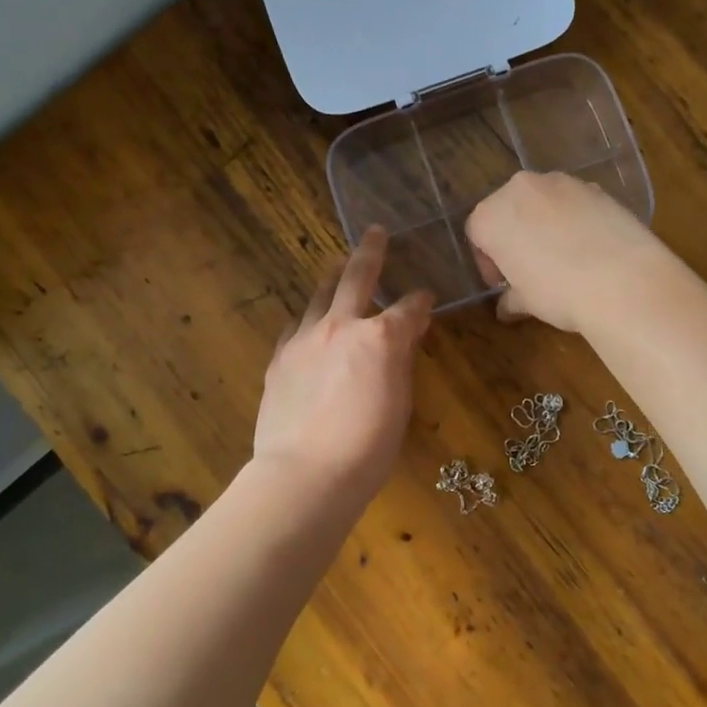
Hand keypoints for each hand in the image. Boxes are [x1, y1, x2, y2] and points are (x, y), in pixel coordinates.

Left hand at [252, 227, 432, 503]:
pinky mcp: (280, 359)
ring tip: (337, 265)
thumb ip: (401, 362)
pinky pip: (296, 326)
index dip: (421, 301)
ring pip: (320, 295)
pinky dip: (308, 318)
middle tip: (375, 233)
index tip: (427, 298)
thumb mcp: (400, 404)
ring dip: (333, 277)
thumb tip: (407, 336)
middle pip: (357, 277)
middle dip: (370, 252)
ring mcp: (305, 339)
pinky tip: (308, 321)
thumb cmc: (368, 448)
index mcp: (380, 338)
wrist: (305, 474)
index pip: (409, 308)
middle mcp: (342, 326)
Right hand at [464, 171, 668, 331]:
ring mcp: (562, 182)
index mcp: (491, 215)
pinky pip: (574, 203)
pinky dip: (575, 219)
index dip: (488, 262)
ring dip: (545, 224)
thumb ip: (511, 298)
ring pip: (542, 202)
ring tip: (563, 257)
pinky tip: (590, 248)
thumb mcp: (526, 301)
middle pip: (509, 210)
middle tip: (529, 268)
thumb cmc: (558, 291)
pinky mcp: (596, 186)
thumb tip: (507, 307)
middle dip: (515, 236)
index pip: (476, 234)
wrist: (622, 279)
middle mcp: (521, 188)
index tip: (503, 284)